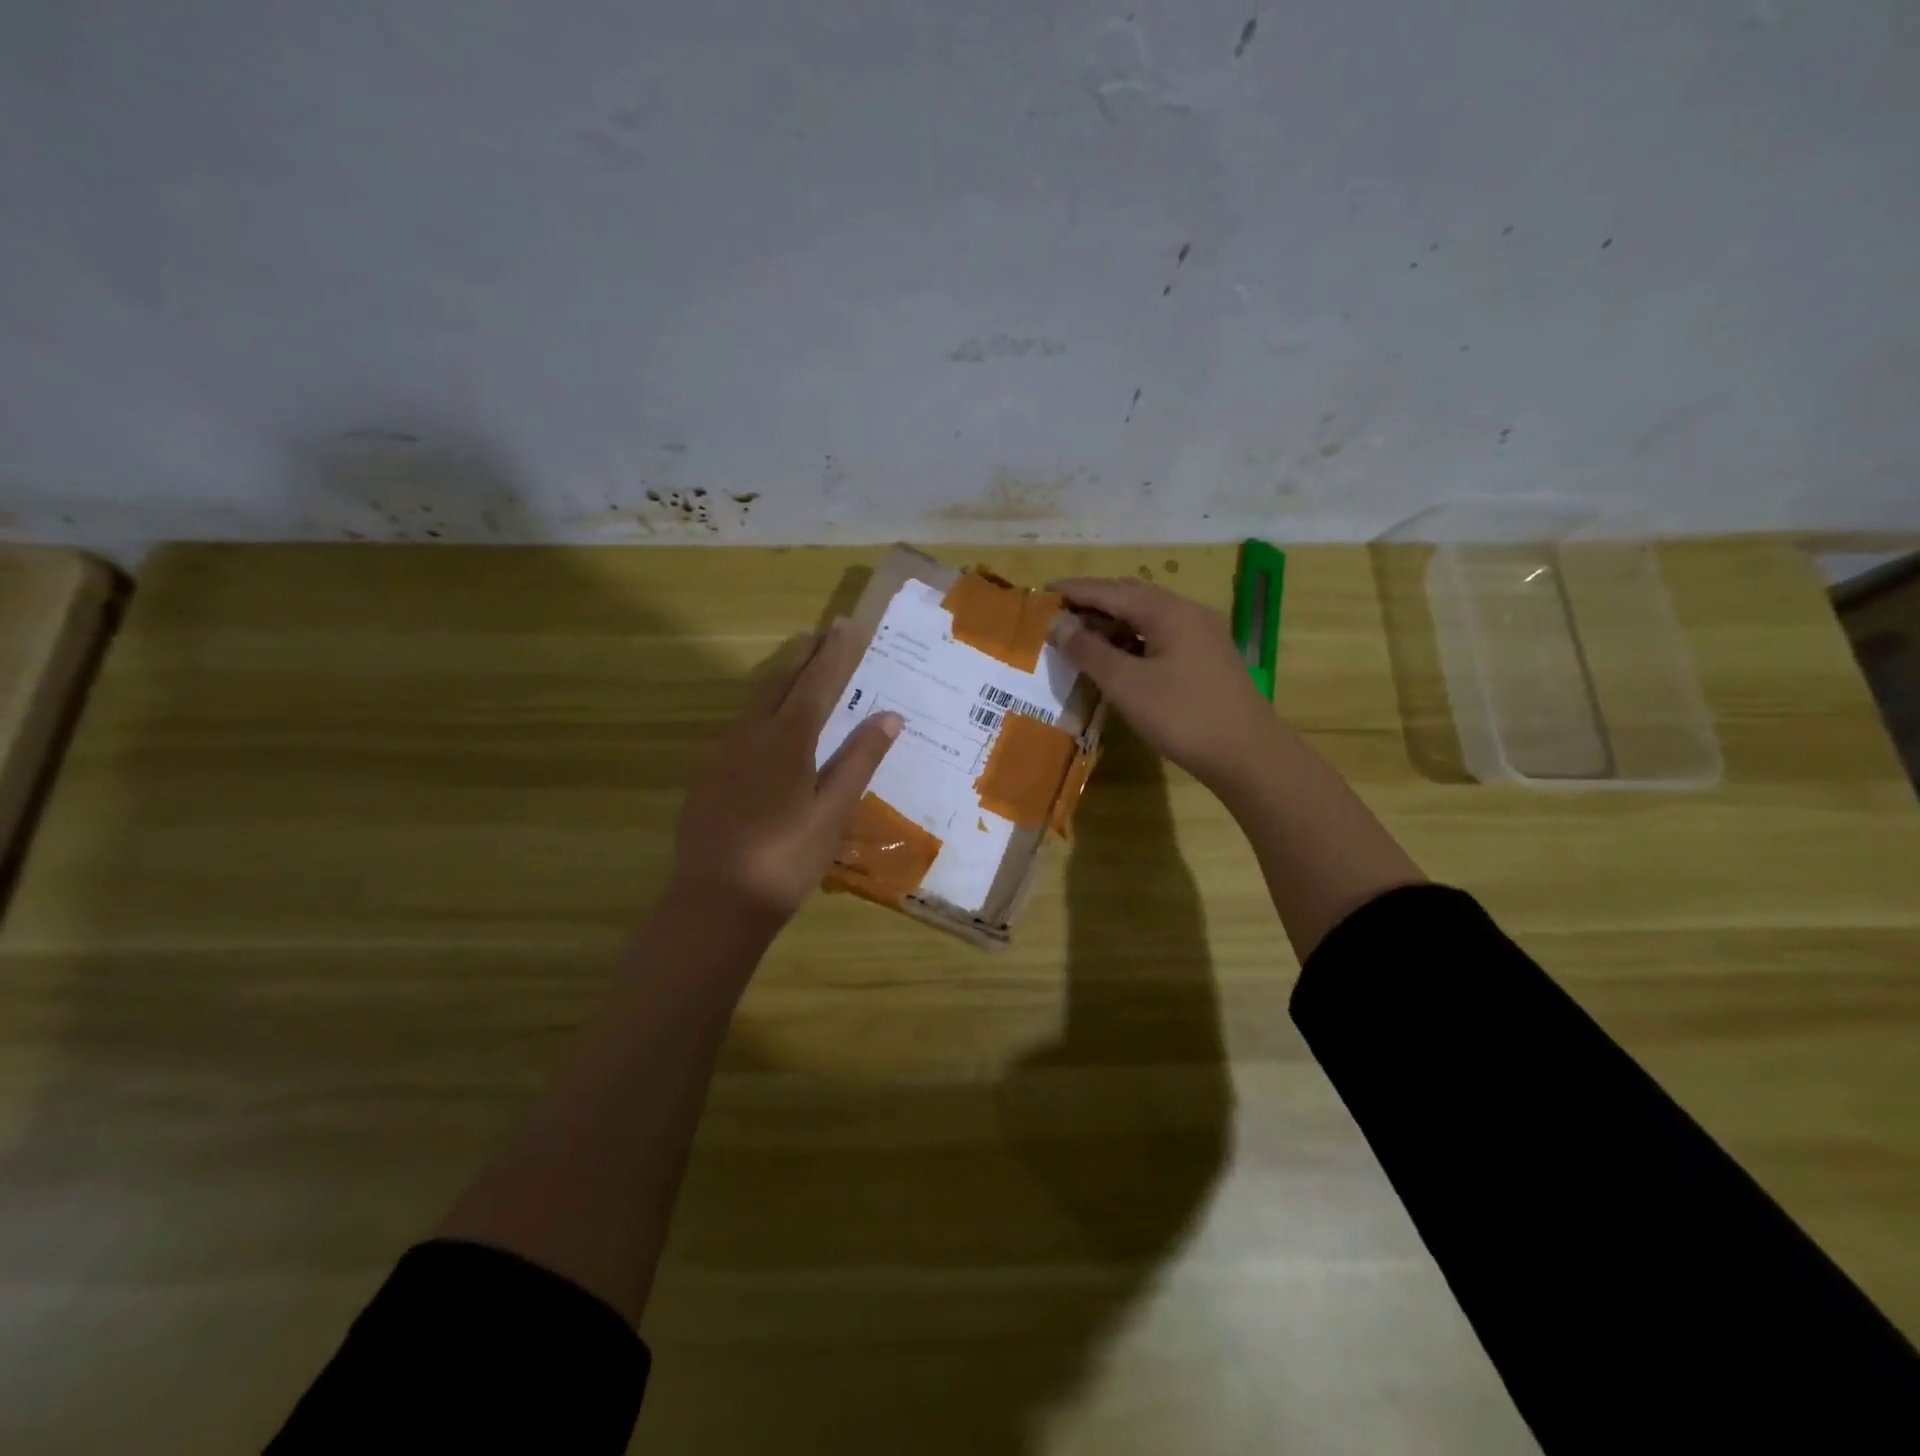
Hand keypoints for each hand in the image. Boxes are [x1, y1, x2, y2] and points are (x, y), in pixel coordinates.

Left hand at [672, 621, 901, 928]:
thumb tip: (889, 715)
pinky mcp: (710, 777)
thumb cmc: (787, 859)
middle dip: (804, 656)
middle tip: (824, 635)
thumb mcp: (834, 812)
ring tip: (802, 669)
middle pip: (780, 683)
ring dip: (782, 680)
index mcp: (786, 740)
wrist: (715, 903)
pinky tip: (771, 728)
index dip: (835, 654)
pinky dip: (764, 711)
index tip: (847, 625)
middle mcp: (751, 735)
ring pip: (756, 703)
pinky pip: (742, 728)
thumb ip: (859, 760)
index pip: (816, 683)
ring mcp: (724, 755)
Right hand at [1049, 577, 1279, 791]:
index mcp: (1167, 611)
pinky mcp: (1205, 659)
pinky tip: (1114, 660)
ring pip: (1146, 619)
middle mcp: (1187, 613)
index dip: (1074, 591)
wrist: (1248, 754)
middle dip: (1091, 605)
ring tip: (1078, 640)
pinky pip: (1159, 638)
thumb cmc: (1182, 715)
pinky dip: (1131, 642)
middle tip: (1056, 618)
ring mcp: (1201, 636)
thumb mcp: (1126, 684)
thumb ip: (1088, 650)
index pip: (1110, 590)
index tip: (1041, 593)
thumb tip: (1057, 624)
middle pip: (1130, 598)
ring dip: (1111, 625)